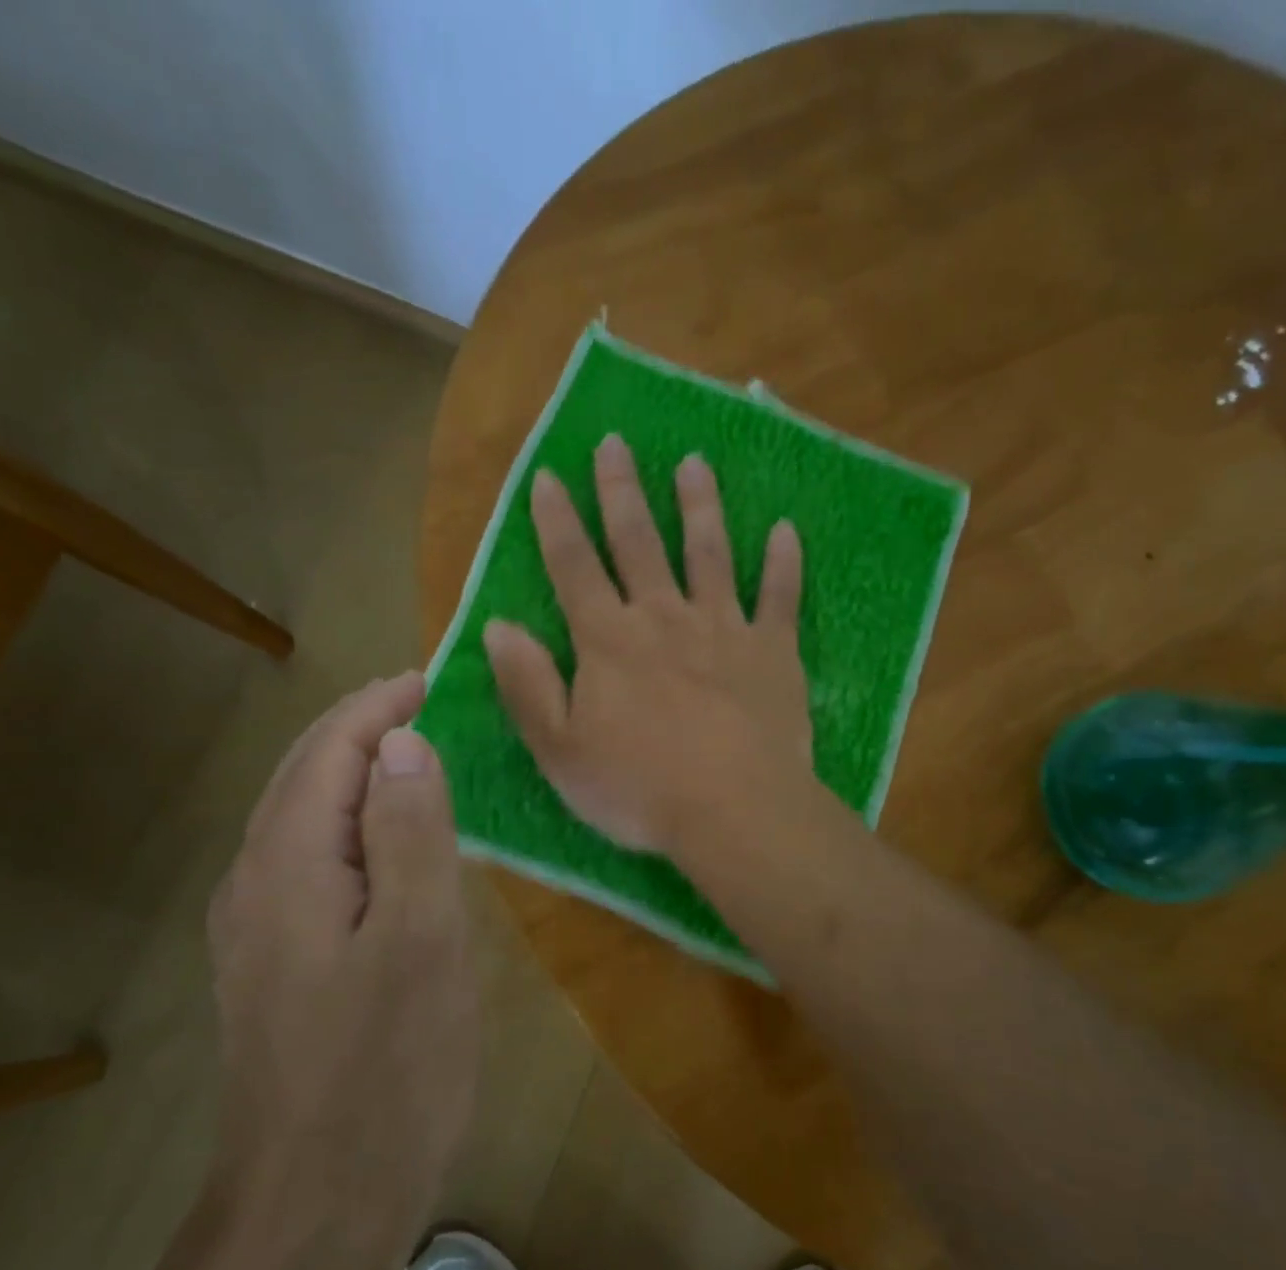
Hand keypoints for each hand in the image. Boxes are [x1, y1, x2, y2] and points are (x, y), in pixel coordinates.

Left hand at [206, 673, 474, 1222]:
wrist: (313, 1206)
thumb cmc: (385, 1067)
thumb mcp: (421, 940)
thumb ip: (411, 832)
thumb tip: (402, 744)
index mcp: (288, 864)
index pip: (328, 751)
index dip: (378, 707)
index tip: (430, 679)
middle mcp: (255, 882)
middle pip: (303, 776)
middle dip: (361, 729)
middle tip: (423, 704)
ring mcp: (256, 927)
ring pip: (303, 818)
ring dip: (354, 774)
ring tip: (412, 756)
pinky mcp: (274, 963)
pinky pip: (310, 861)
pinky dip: (350, 824)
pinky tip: (386, 842)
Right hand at [485, 433, 810, 854]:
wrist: (735, 812)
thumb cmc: (639, 788)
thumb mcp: (560, 750)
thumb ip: (527, 686)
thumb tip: (498, 627)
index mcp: (609, 641)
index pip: (573, 567)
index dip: (557, 520)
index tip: (549, 475)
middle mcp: (664, 618)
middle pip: (639, 543)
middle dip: (623, 491)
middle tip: (616, 442)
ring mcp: (724, 630)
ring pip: (710, 554)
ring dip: (700, 506)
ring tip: (695, 464)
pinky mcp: (773, 652)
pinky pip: (781, 598)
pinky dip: (785, 563)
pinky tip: (787, 529)